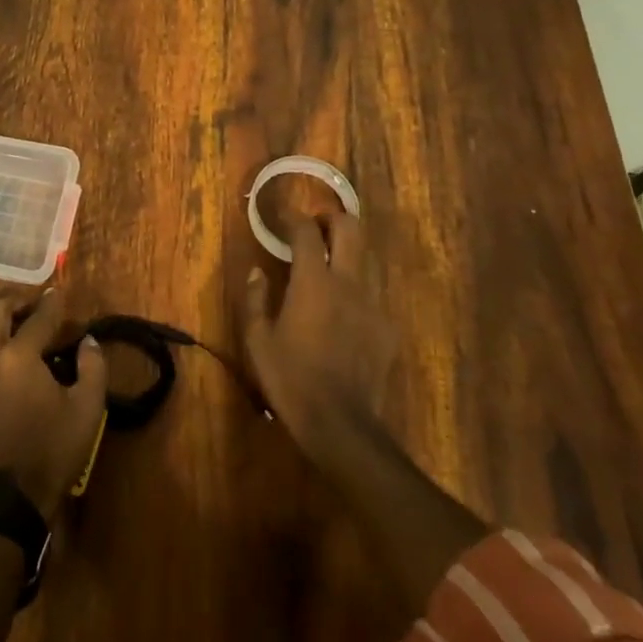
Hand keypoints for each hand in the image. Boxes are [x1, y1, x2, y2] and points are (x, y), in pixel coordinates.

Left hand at [0, 288, 106, 515]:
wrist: (8, 496)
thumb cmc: (51, 450)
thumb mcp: (87, 410)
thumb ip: (93, 368)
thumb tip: (88, 342)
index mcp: (20, 355)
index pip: (39, 318)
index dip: (51, 304)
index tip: (57, 294)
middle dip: (14, 304)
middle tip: (29, 309)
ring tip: (5, 331)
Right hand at [242, 210, 394, 447]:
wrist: (341, 424)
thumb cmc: (291, 378)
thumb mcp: (258, 340)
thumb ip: (255, 299)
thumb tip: (256, 272)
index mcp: (313, 282)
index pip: (306, 231)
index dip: (293, 218)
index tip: (283, 218)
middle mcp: (348, 283)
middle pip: (350, 228)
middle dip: (332, 220)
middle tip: (315, 230)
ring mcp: (373, 305)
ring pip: (365, 260)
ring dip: (346, 255)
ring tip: (327, 271)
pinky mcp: (387, 329)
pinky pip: (372, 296)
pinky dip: (356, 293)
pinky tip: (343, 316)